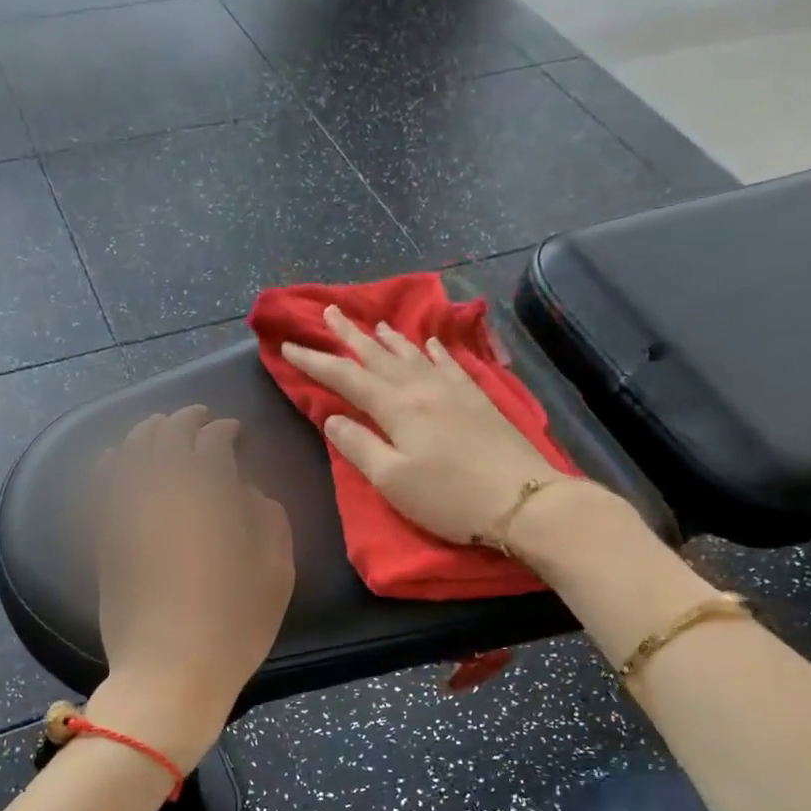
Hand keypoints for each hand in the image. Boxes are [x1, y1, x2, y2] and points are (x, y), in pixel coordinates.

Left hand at [88, 407, 294, 770]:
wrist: (169, 675)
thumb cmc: (234, 627)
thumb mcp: (276, 574)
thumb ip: (268, 519)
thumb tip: (247, 492)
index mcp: (209, 498)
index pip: (212, 443)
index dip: (223, 431)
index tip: (233, 432)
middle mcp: (163, 494)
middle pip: (168, 438)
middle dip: (184, 420)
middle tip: (198, 418)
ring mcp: (127, 515)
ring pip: (131, 454)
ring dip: (148, 434)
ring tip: (160, 429)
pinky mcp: (105, 539)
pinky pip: (101, 487)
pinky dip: (110, 464)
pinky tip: (116, 458)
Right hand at [280, 305, 566, 545]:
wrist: (522, 499)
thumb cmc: (448, 498)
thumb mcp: (392, 481)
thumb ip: (358, 446)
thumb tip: (332, 417)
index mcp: (396, 407)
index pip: (346, 377)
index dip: (315, 362)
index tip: (288, 347)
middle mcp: (422, 388)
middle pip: (378, 355)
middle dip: (348, 334)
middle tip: (327, 311)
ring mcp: (453, 389)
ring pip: (412, 354)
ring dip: (387, 337)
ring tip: (371, 322)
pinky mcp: (477, 398)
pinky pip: (448, 362)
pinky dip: (433, 349)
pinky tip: (430, 342)